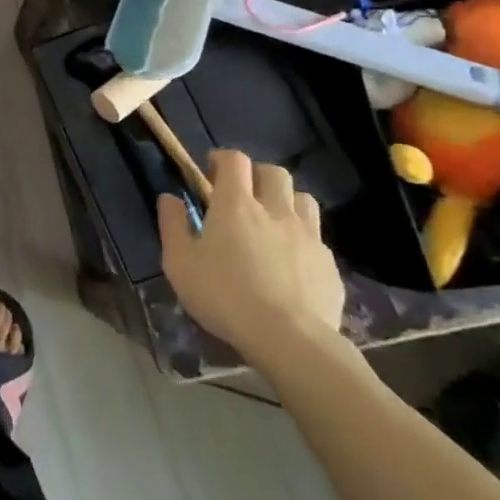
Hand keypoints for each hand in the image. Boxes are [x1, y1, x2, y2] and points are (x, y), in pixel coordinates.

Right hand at [157, 149, 345, 371]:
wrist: (290, 340)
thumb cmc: (224, 296)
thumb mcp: (180, 262)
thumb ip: (172, 225)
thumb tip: (170, 198)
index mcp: (235, 204)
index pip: (235, 160)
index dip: (222, 159)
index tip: (211, 172)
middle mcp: (275, 209)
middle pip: (273, 172)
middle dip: (257, 176)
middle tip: (242, 196)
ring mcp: (307, 235)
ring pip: (302, 198)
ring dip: (285, 201)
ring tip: (271, 221)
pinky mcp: (329, 263)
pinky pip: (316, 237)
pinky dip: (302, 237)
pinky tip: (291, 261)